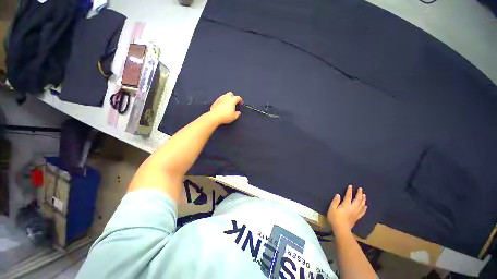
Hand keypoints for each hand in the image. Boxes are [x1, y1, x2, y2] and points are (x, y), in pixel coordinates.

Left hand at [209, 92, 242, 124]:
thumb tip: (238, 112)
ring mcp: (220, 98)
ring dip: (227, 99)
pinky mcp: (215, 101)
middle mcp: (226, 97)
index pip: (238, 97)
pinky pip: (220, 99)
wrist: (214, 117)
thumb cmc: (225, 116)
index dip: (240, 100)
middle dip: (233, 97)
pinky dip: (223, 102)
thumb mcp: (234, 117)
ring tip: (228, 105)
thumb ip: (237, 114)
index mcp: (232, 100)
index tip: (240, 104)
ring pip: (225, 96)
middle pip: (231, 94)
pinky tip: (223, 107)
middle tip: (234, 103)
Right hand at [327, 185, 366, 233]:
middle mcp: (352, 208)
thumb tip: (338, 195)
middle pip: (358, 200)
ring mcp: (356, 213)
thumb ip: (335, 201)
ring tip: (364, 195)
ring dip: (363, 199)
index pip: (348, 196)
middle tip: (361, 189)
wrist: (341, 230)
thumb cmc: (335, 218)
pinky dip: (364, 208)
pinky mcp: (357, 218)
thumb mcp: (332, 209)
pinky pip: (362, 212)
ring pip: (361, 205)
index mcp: (346, 205)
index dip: (349, 191)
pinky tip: (365, 206)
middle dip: (359, 194)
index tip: (351, 186)